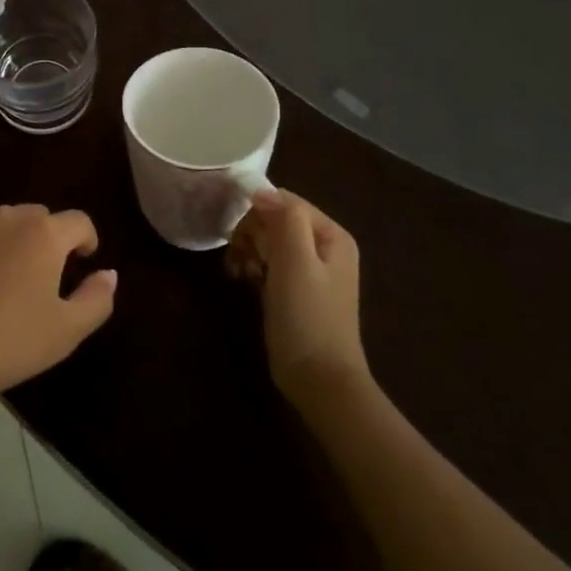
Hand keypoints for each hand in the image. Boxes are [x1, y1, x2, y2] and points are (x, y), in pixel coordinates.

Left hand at [0, 205, 116, 412]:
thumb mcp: (66, 332)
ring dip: (5, 241)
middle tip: (37, 278)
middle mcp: (5, 216)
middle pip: (36, 218)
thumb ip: (97, 299)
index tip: (82, 261)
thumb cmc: (6, 345)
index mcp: (43, 234)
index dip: (85, 240)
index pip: (78, 222)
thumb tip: (109, 273)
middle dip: (44, 240)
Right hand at [226, 190, 368, 404]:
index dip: (258, 212)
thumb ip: (285, 218)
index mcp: (331, 235)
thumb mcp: (296, 259)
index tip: (239, 234)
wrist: (318, 380)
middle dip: (252, 233)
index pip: (286, 202)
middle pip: (276, 220)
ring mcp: (308, 271)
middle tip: (240, 257)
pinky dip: (252, 268)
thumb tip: (261, 191)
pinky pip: (268, 264)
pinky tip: (242, 281)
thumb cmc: (307, 315)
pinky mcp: (293, 291)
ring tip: (239, 272)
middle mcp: (323, 248)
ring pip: (267, 242)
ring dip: (248, 251)